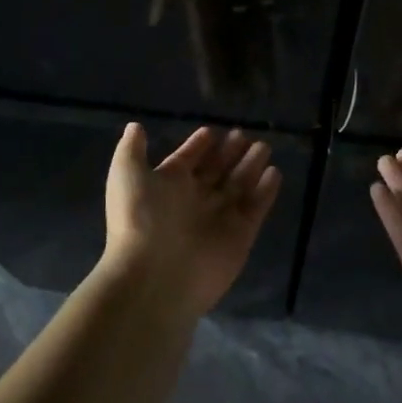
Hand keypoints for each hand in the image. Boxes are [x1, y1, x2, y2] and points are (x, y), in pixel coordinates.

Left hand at [103, 124, 281, 317]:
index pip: (186, 160)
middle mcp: (194, 200)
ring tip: (263, 146)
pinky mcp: (240, 236)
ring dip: (250, 165)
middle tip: (243, 134)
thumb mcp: (127, 174)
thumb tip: (135, 126)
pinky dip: (265, 191)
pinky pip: (255, 207)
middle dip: (228, 153)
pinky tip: (274, 172)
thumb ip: (132, 149)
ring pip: (238, 185)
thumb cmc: (140, 218)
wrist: (155, 275)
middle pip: (216, 171)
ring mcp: (218, 218)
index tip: (211, 131)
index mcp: (167, 185)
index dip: (197, 146)